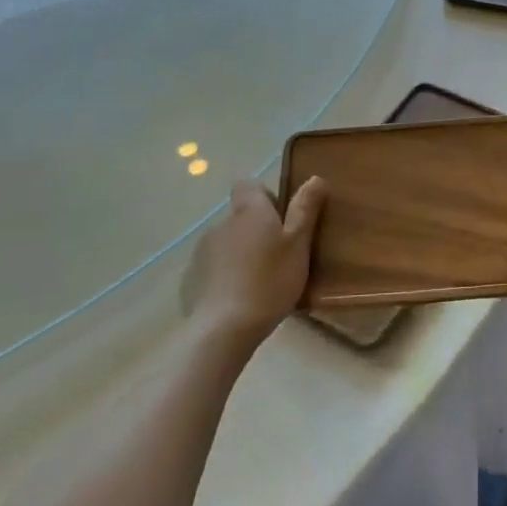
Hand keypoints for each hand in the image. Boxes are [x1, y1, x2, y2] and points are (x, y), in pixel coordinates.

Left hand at [183, 178, 326, 352]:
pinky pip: (213, 268)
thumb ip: (305, 210)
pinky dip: (225, 276)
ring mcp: (202, 251)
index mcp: (249, 212)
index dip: (265, 197)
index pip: (248, 185)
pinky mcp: (191, 278)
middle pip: (240, 216)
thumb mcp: (298, 245)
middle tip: (278, 257)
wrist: (224, 328)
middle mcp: (221, 223)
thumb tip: (315, 178)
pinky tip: (239, 299)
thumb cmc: (270, 281)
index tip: (281, 220)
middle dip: (257, 230)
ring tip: (259, 282)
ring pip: (227, 242)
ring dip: (241, 253)